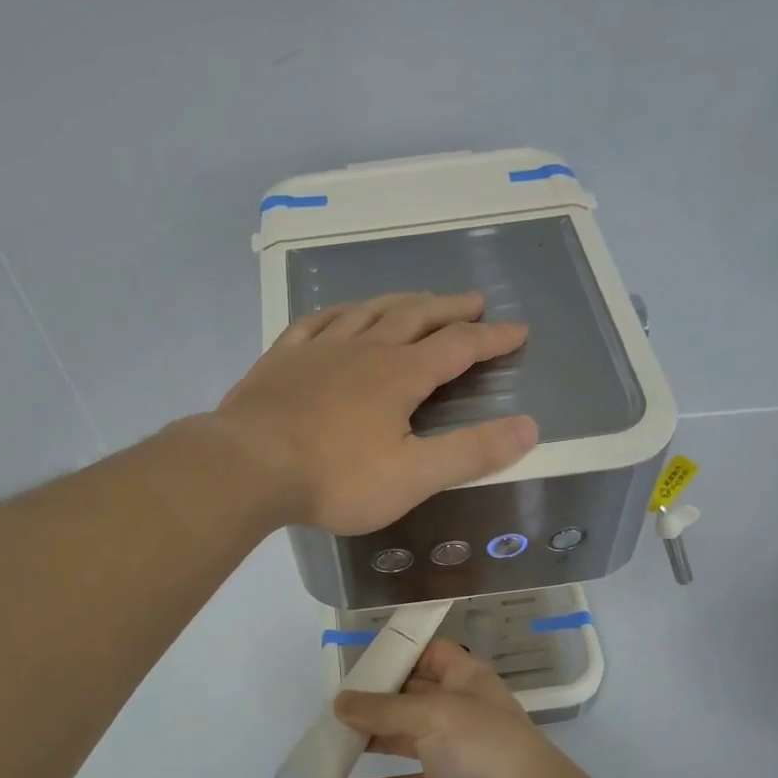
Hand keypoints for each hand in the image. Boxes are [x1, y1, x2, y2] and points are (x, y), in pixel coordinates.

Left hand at [211, 291, 537, 534]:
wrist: (248, 465)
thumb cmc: (335, 477)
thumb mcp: (413, 476)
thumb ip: (472, 452)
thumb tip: (530, 427)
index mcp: (401, 374)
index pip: (459, 347)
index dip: (492, 338)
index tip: (518, 330)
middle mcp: (364, 348)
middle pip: (416, 316)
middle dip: (449, 309)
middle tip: (473, 302)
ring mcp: (319, 348)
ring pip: (368, 310)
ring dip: (400, 302)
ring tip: (417, 299)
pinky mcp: (282, 359)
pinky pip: (316, 322)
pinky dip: (339, 313)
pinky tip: (340, 314)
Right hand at [332, 639, 592, 777]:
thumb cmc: (485, 744)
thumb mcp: (432, 714)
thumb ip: (383, 710)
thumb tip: (339, 702)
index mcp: (463, 678)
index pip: (428, 653)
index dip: (397, 652)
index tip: (357, 660)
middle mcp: (454, 710)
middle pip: (405, 697)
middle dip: (370, 701)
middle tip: (328, 705)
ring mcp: (447, 751)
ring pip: (397, 742)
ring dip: (364, 743)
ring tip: (323, 742)